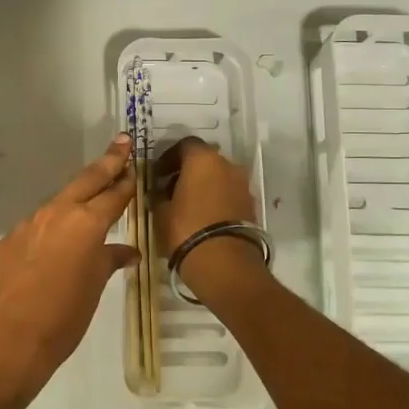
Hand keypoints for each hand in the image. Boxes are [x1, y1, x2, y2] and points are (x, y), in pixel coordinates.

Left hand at [0, 135, 138, 403]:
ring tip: (95, 189)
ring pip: (60, 200)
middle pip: (87, 181)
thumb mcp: (94, 288)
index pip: (113, 195)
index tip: (136, 166)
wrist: (8, 340)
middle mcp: (57, 213)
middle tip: (122, 141)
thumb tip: (126, 252)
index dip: (127, 181)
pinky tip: (60, 235)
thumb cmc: (63, 318)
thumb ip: (109, 261)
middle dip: (107, 162)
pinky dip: (55, 221)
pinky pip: (39, 222)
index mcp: (85, 223)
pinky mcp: (10, 239)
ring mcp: (29, 223)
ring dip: (79, 193)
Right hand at [152, 137, 264, 300]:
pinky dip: (216, 200)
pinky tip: (202, 218)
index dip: (169, 157)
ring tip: (185, 206)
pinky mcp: (251, 206)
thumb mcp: (161, 212)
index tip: (157, 174)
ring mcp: (243, 185)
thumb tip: (159, 193)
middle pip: (204, 160)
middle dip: (187, 172)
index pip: (185, 145)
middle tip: (170, 190)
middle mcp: (227, 165)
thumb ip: (159, 196)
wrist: (225, 264)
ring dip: (203, 186)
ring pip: (218, 178)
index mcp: (203, 159)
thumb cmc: (186, 230)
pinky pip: (229, 194)